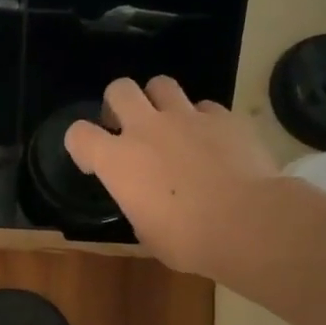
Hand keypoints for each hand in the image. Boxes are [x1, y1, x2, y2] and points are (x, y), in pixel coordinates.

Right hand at [65, 76, 279, 276]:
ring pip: (161, 84)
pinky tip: (212, 142)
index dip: (81, 145)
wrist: (247, 223)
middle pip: (119, 89)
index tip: (93, 162)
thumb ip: (138, 204)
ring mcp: (187, 117)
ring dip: (159, 102)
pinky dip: (203, 121)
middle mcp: (147, 128)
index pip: (78, 134)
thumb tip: (147, 200)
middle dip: (118, 104)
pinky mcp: (225, 117)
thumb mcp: (146, 231)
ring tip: (170, 126)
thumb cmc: (187, 240)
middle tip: (128, 127)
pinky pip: (205, 107)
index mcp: (117, 161)